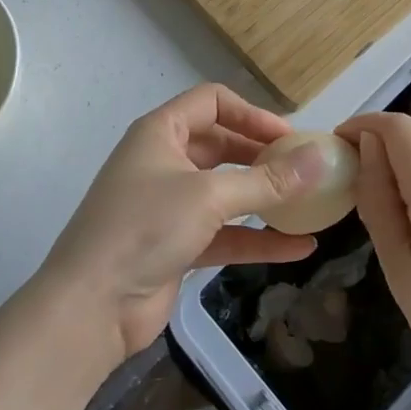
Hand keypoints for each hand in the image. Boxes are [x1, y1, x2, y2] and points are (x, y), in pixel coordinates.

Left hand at [40, 84, 327, 368]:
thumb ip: (266, 180)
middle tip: (306, 170)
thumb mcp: (208, 197)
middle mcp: (165, 161)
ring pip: (226, 191)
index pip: (212, 102)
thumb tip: (319, 158)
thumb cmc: (144, 228)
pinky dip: (258, 238)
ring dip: (265, 198)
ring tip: (310, 205)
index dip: (252, 114)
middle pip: (222, 145)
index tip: (291, 137)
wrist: (90, 307)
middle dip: (263, 156)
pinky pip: (225, 232)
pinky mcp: (177, 245)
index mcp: (162, 132)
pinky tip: (299, 248)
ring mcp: (170, 205)